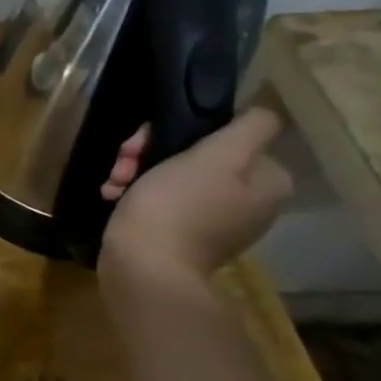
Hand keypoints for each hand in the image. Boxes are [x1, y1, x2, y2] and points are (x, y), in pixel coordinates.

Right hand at [99, 106, 294, 283]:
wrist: (144, 267)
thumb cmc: (177, 206)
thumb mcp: (216, 156)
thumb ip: (249, 128)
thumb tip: (261, 114)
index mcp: (267, 181)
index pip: (226, 135)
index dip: (183, 131)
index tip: (147, 141)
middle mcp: (249, 201)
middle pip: (197, 156)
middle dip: (150, 153)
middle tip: (124, 162)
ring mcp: (215, 221)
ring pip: (172, 176)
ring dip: (137, 172)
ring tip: (114, 183)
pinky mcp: (183, 236)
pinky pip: (162, 202)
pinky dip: (136, 195)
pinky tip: (113, 197)